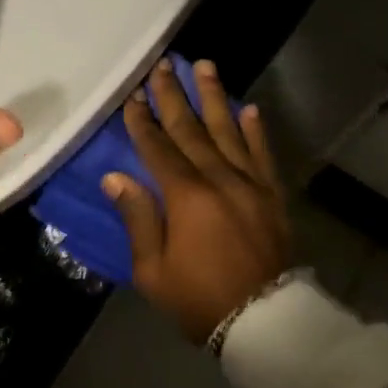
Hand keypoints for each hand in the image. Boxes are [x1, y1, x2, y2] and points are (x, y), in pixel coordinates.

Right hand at [103, 58, 293, 343]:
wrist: (264, 323)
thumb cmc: (199, 299)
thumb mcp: (152, 269)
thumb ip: (137, 218)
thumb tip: (115, 177)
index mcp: (186, 197)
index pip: (159, 148)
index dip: (143, 121)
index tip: (133, 95)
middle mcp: (219, 179)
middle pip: (192, 130)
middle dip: (174, 96)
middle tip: (163, 65)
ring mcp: (250, 185)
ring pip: (228, 132)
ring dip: (214, 98)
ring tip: (204, 67)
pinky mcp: (272, 196)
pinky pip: (263, 155)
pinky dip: (255, 131)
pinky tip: (249, 108)